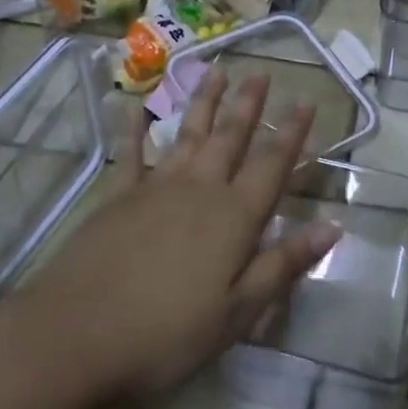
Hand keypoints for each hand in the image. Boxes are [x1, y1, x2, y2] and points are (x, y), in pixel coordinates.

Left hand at [16, 70, 340, 401]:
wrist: (75, 335)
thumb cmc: (166, 334)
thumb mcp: (237, 313)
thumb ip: (282, 265)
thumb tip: (332, 227)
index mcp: (233, 217)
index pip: (272, 165)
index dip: (291, 134)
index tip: (306, 101)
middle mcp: (199, 189)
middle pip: (230, 138)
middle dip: (248, 105)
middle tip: (261, 73)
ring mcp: (155, 187)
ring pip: (187, 134)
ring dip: (203, 103)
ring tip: (216, 73)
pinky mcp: (117, 196)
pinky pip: (131, 153)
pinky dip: (134, 128)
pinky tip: (136, 106)